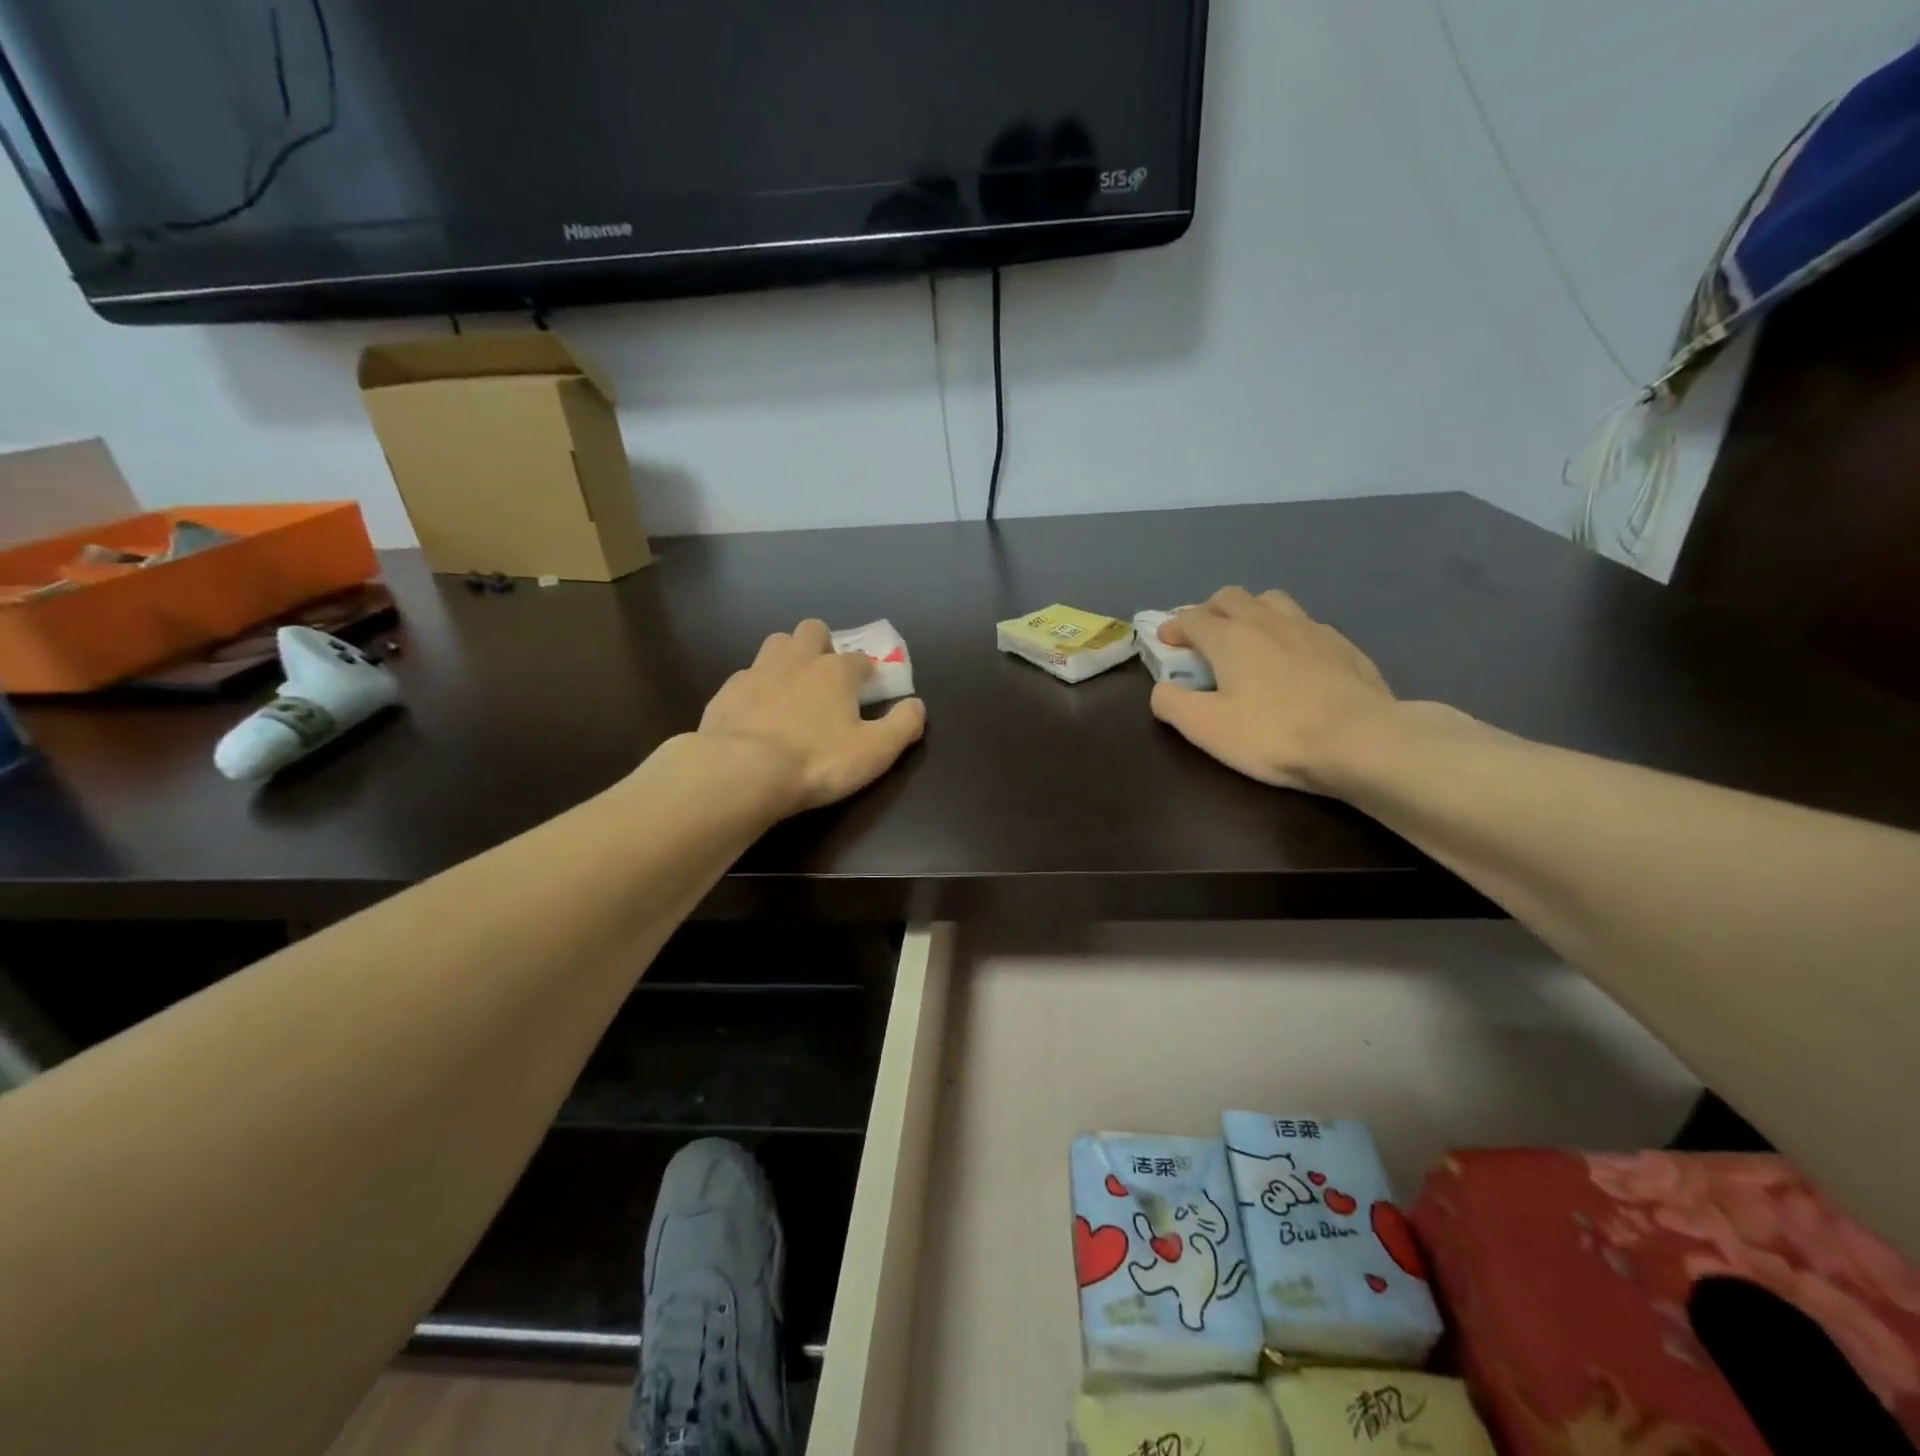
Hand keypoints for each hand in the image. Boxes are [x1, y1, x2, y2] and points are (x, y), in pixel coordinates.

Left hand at [699, 619, 925, 813]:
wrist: (742, 771)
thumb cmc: (817, 760)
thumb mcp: (874, 751)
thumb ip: (902, 726)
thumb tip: (917, 705)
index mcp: (836, 671)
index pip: (859, 659)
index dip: (866, 672)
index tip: (868, 689)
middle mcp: (797, 660)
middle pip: (812, 631)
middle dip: (822, 645)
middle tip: (825, 676)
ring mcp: (758, 671)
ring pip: (776, 644)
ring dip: (787, 657)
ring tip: (791, 687)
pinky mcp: (727, 690)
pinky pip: (746, 676)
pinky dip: (756, 687)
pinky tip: (756, 711)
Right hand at [1150, 587, 1394, 790]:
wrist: (1361, 740)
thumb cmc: (1274, 733)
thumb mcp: (1206, 728)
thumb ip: (1171, 703)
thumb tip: (1161, 689)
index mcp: (1230, 637)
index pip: (1192, 618)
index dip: (1173, 627)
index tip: (1166, 642)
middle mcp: (1267, 621)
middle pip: (1230, 596)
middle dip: (1209, 610)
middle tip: (1203, 636)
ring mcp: (1310, 628)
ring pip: (1272, 601)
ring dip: (1251, 612)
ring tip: (1249, 639)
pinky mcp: (1342, 645)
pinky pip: (1305, 624)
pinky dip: (1287, 633)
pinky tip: (1294, 659)